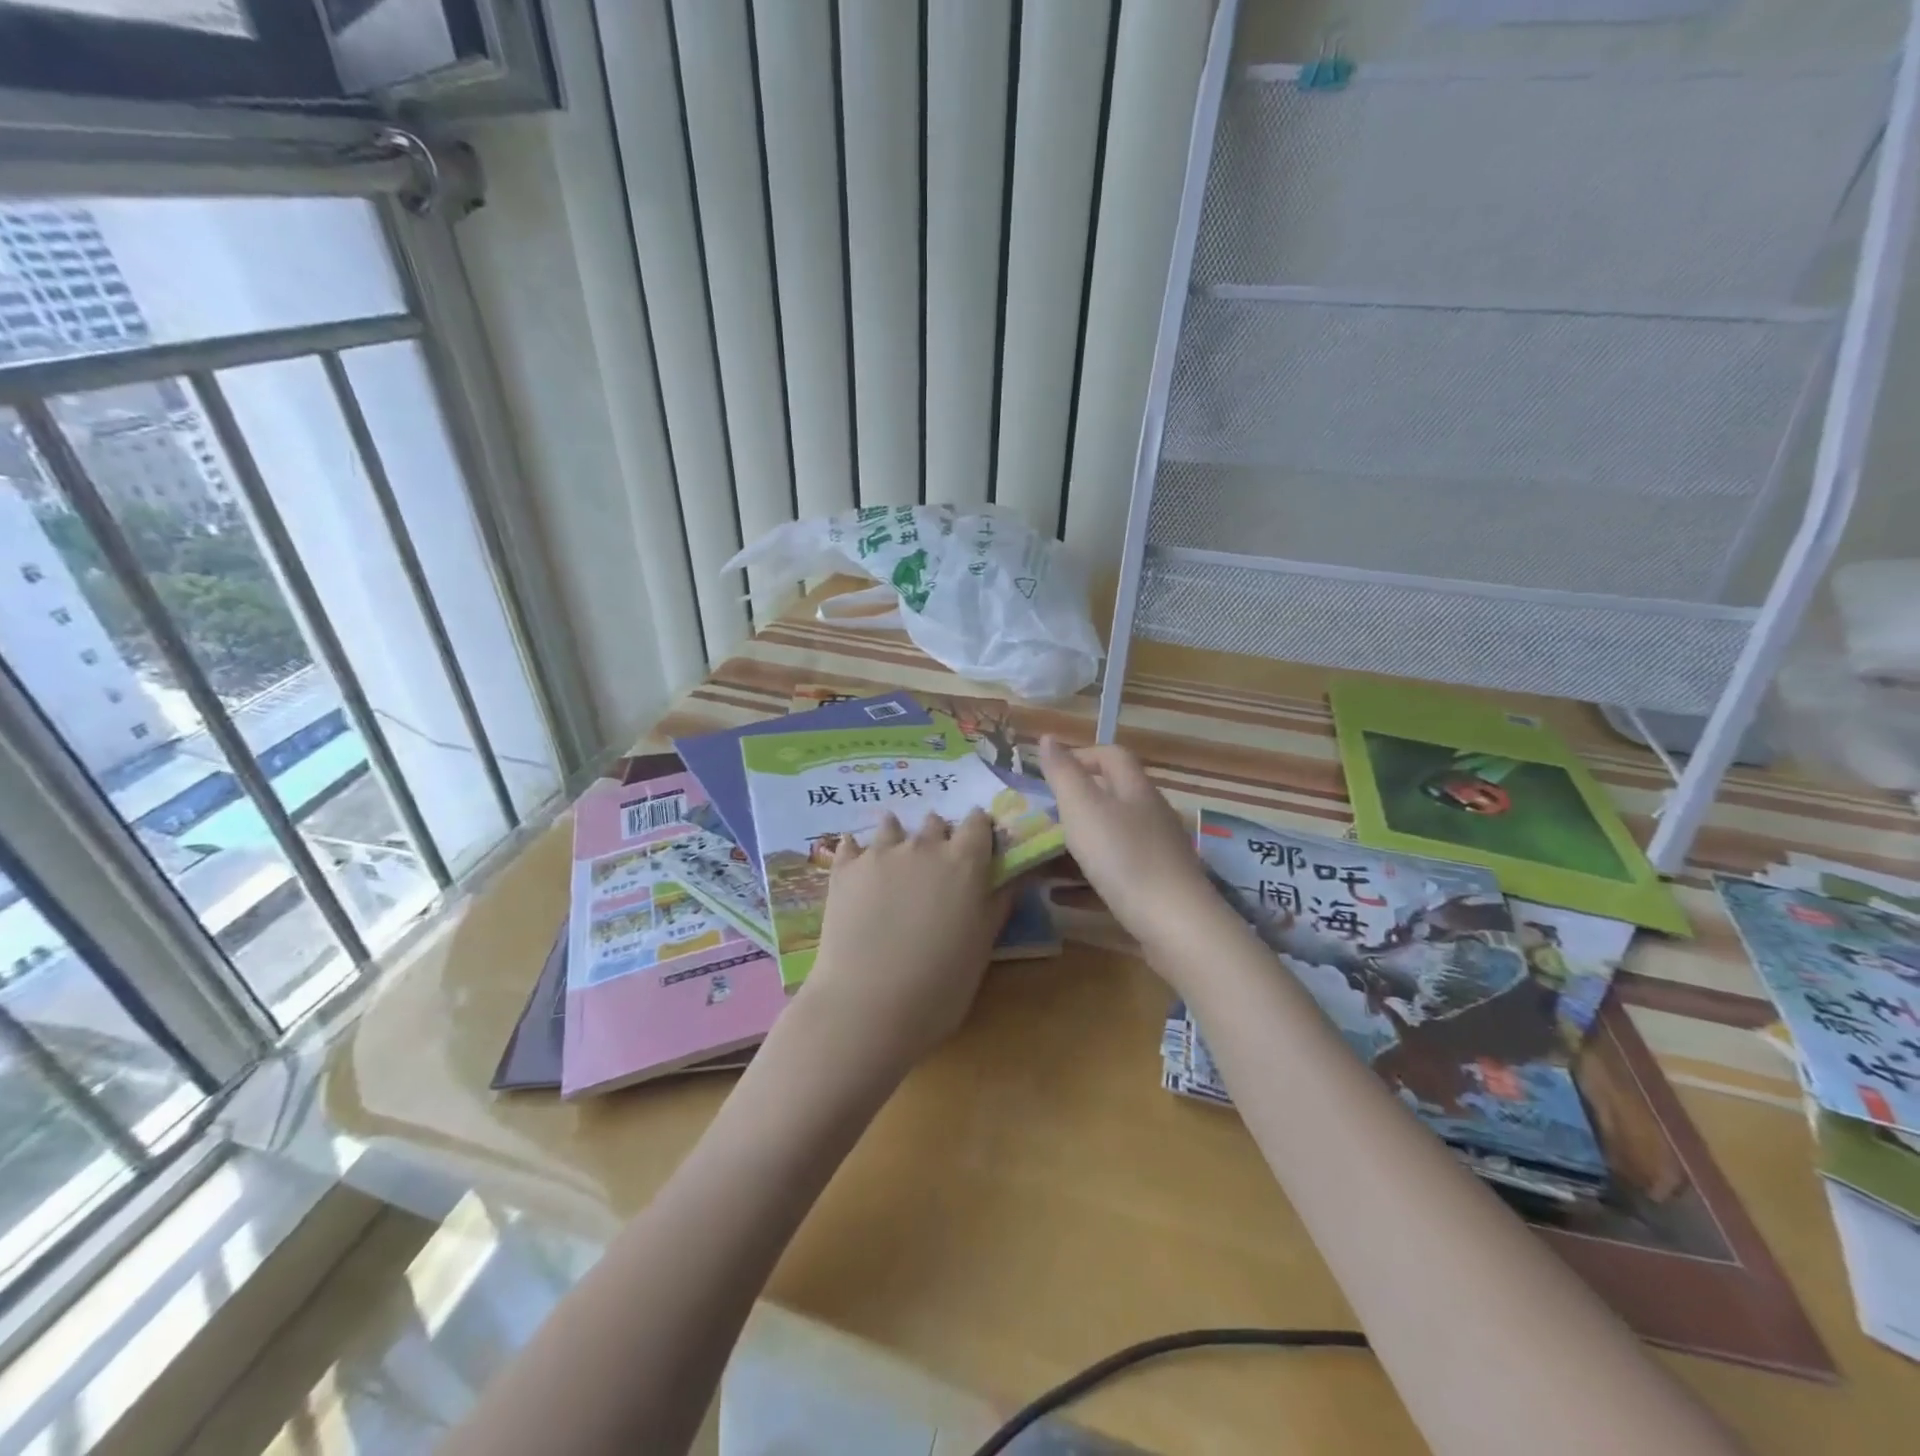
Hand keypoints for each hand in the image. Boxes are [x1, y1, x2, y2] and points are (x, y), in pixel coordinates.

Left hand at [795, 809, 1011, 1078]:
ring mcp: (880, 853)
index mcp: (964, 862)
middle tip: (937, 866)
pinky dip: (857, 851)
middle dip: (939, 837)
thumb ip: (997, 904)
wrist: (867, 1006)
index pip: (978, 823)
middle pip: (936, 823)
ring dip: (898, 837)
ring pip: (892, 825)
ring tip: (896, 860)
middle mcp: (924, 846)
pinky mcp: (844, 869)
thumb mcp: (982, 947)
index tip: (978, 846)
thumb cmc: (940, 985)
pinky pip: (851, 844)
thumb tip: (1011, 877)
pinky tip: (858, 867)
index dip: (979, 831)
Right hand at [1038, 736, 1215, 946]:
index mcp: (1136, 790)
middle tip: (1041, 819)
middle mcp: (1151, 815)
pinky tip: (1060, 896)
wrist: (1175, 924)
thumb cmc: (1123, 857)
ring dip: (1078, 845)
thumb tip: (1047, 738)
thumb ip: (1063, 773)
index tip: (1049, 773)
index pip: (1112, 756)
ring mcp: (1157, 853)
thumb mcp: (1083, 808)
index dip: (1081, 755)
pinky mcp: (1156, 888)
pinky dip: (1086, 880)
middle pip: (1113, 797)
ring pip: (1112, 838)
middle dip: (1075, 805)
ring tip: (1043, 859)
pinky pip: (1115, 875)